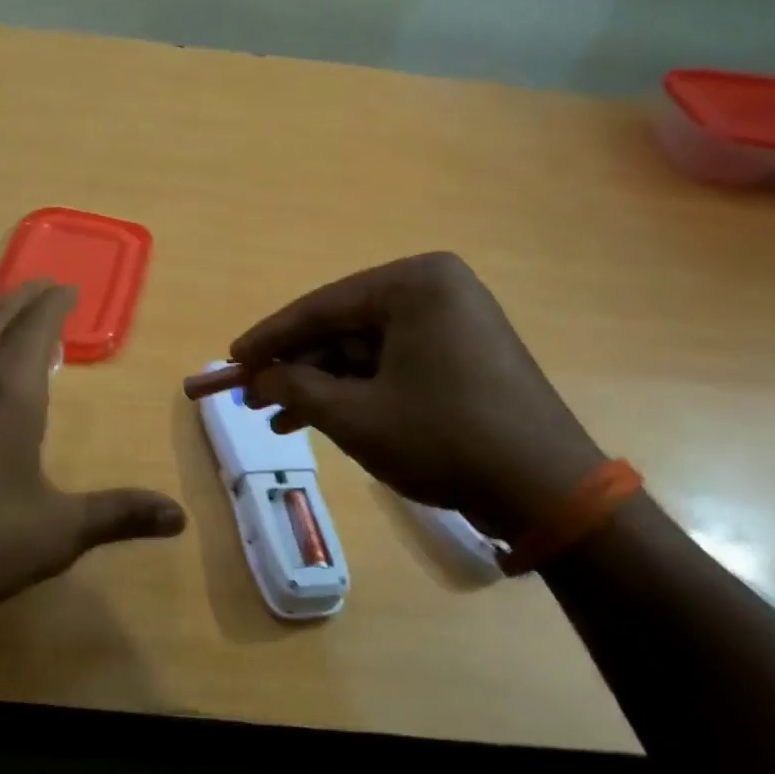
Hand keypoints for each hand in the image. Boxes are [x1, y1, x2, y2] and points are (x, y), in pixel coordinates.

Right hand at [233, 253, 604, 540]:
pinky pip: (390, 363)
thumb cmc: (443, 439)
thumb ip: (296, 389)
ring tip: (275, 420)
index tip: (230, 361)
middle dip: (295, 367)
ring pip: (362, 350)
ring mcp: (452, 320)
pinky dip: (354, 391)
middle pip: (341, 327)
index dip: (268, 339)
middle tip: (251, 397)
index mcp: (414, 284)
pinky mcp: (460, 353)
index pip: (320, 307)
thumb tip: (258, 380)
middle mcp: (435, 289)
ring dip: (319, 385)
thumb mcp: (355, 416)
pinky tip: (316, 420)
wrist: (544, 489)